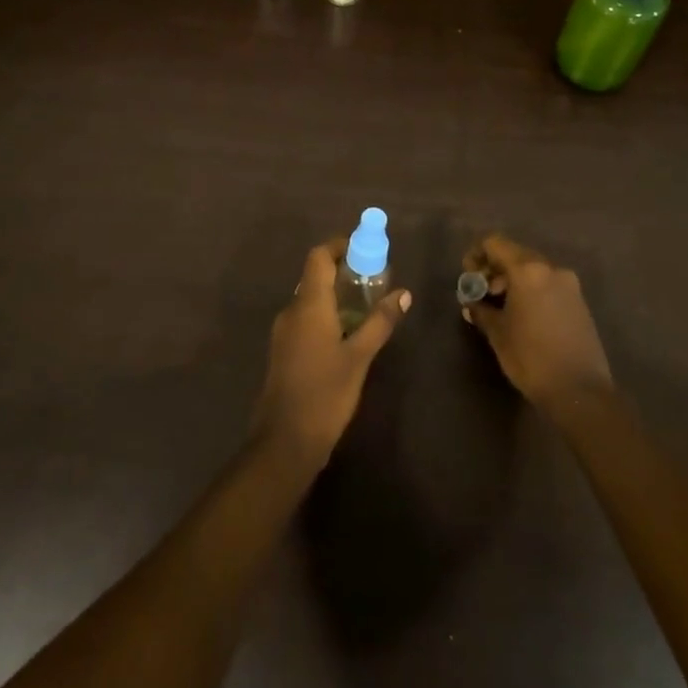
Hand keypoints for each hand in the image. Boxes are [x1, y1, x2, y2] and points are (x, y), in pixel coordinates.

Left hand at [252, 240, 410, 468]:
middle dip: (343, 271)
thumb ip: (380, 322)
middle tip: (373, 279)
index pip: (319, 256)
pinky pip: (306, 319)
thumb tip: (403, 293)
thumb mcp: (359, 357)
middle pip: (314, 275)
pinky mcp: (283, 351)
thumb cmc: (325, 393)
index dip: (339, 246)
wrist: (284, 441)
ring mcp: (284, 332)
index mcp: (309, 304)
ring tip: (366, 307)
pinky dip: (326, 314)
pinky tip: (347, 334)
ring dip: (335, 295)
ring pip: (310, 299)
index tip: (364, 249)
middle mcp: (292, 310)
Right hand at [463, 234, 613, 415]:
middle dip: (494, 270)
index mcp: (528, 270)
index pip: (495, 243)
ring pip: (533, 271)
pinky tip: (523, 317)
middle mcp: (551, 269)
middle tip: (481, 295)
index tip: (469, 276)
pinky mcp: (579, 302)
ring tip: (500, 309)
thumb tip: (472, 302)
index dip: (477, 255)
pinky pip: (548, 285)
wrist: (581, 392)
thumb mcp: (498, 333)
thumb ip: (481, 310)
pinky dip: (531, 291)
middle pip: (515, 255)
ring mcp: (569, 285)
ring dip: (512, 282)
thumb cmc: (532, 358)